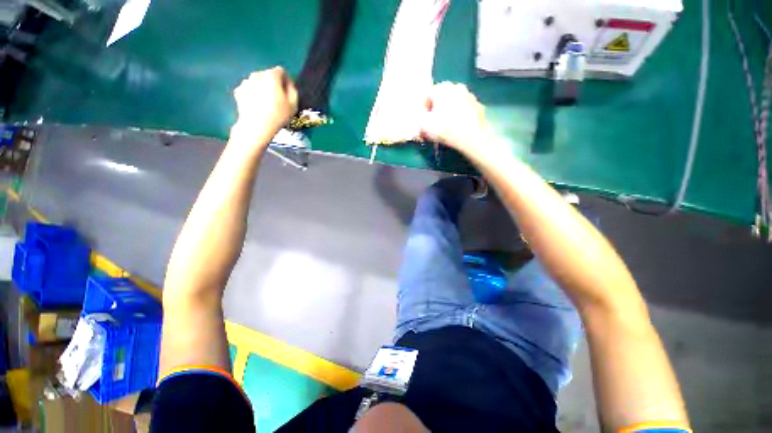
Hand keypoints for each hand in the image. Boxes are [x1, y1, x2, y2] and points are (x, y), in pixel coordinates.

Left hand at [232, 67, 297, 145]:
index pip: (281, 71)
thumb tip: (289, 85)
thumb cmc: (278, 115)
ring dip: (263, 89)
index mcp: (272, 75)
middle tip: (278, 99)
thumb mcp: (293, 104)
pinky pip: (249, 90)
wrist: (256, 126)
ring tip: (267, 104)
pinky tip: (257, 106)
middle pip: (268, 75)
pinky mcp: (238, 91)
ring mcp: (245, 82)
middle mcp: (257, 74)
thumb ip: (293, 90)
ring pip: (258, 82)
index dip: (286, 81)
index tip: (288, 93)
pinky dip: (253, 95)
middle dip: (273, 84)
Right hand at [420, 82, 496, 160]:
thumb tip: (422, 118)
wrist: (472, 137)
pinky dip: (460, 117)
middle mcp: (457, 87)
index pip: (427, 96)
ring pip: (454, 103)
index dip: (423, 110)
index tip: (422, 122)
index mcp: (441, 88)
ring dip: (449, 113)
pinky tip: (458, 129)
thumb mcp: (424, 126)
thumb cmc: (445, 129)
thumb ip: (419, 119)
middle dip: (436, 110)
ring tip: (446, 128)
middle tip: (433, 124)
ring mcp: (470, 96)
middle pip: (441, 98)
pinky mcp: (479, 107)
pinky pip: (465, 111)